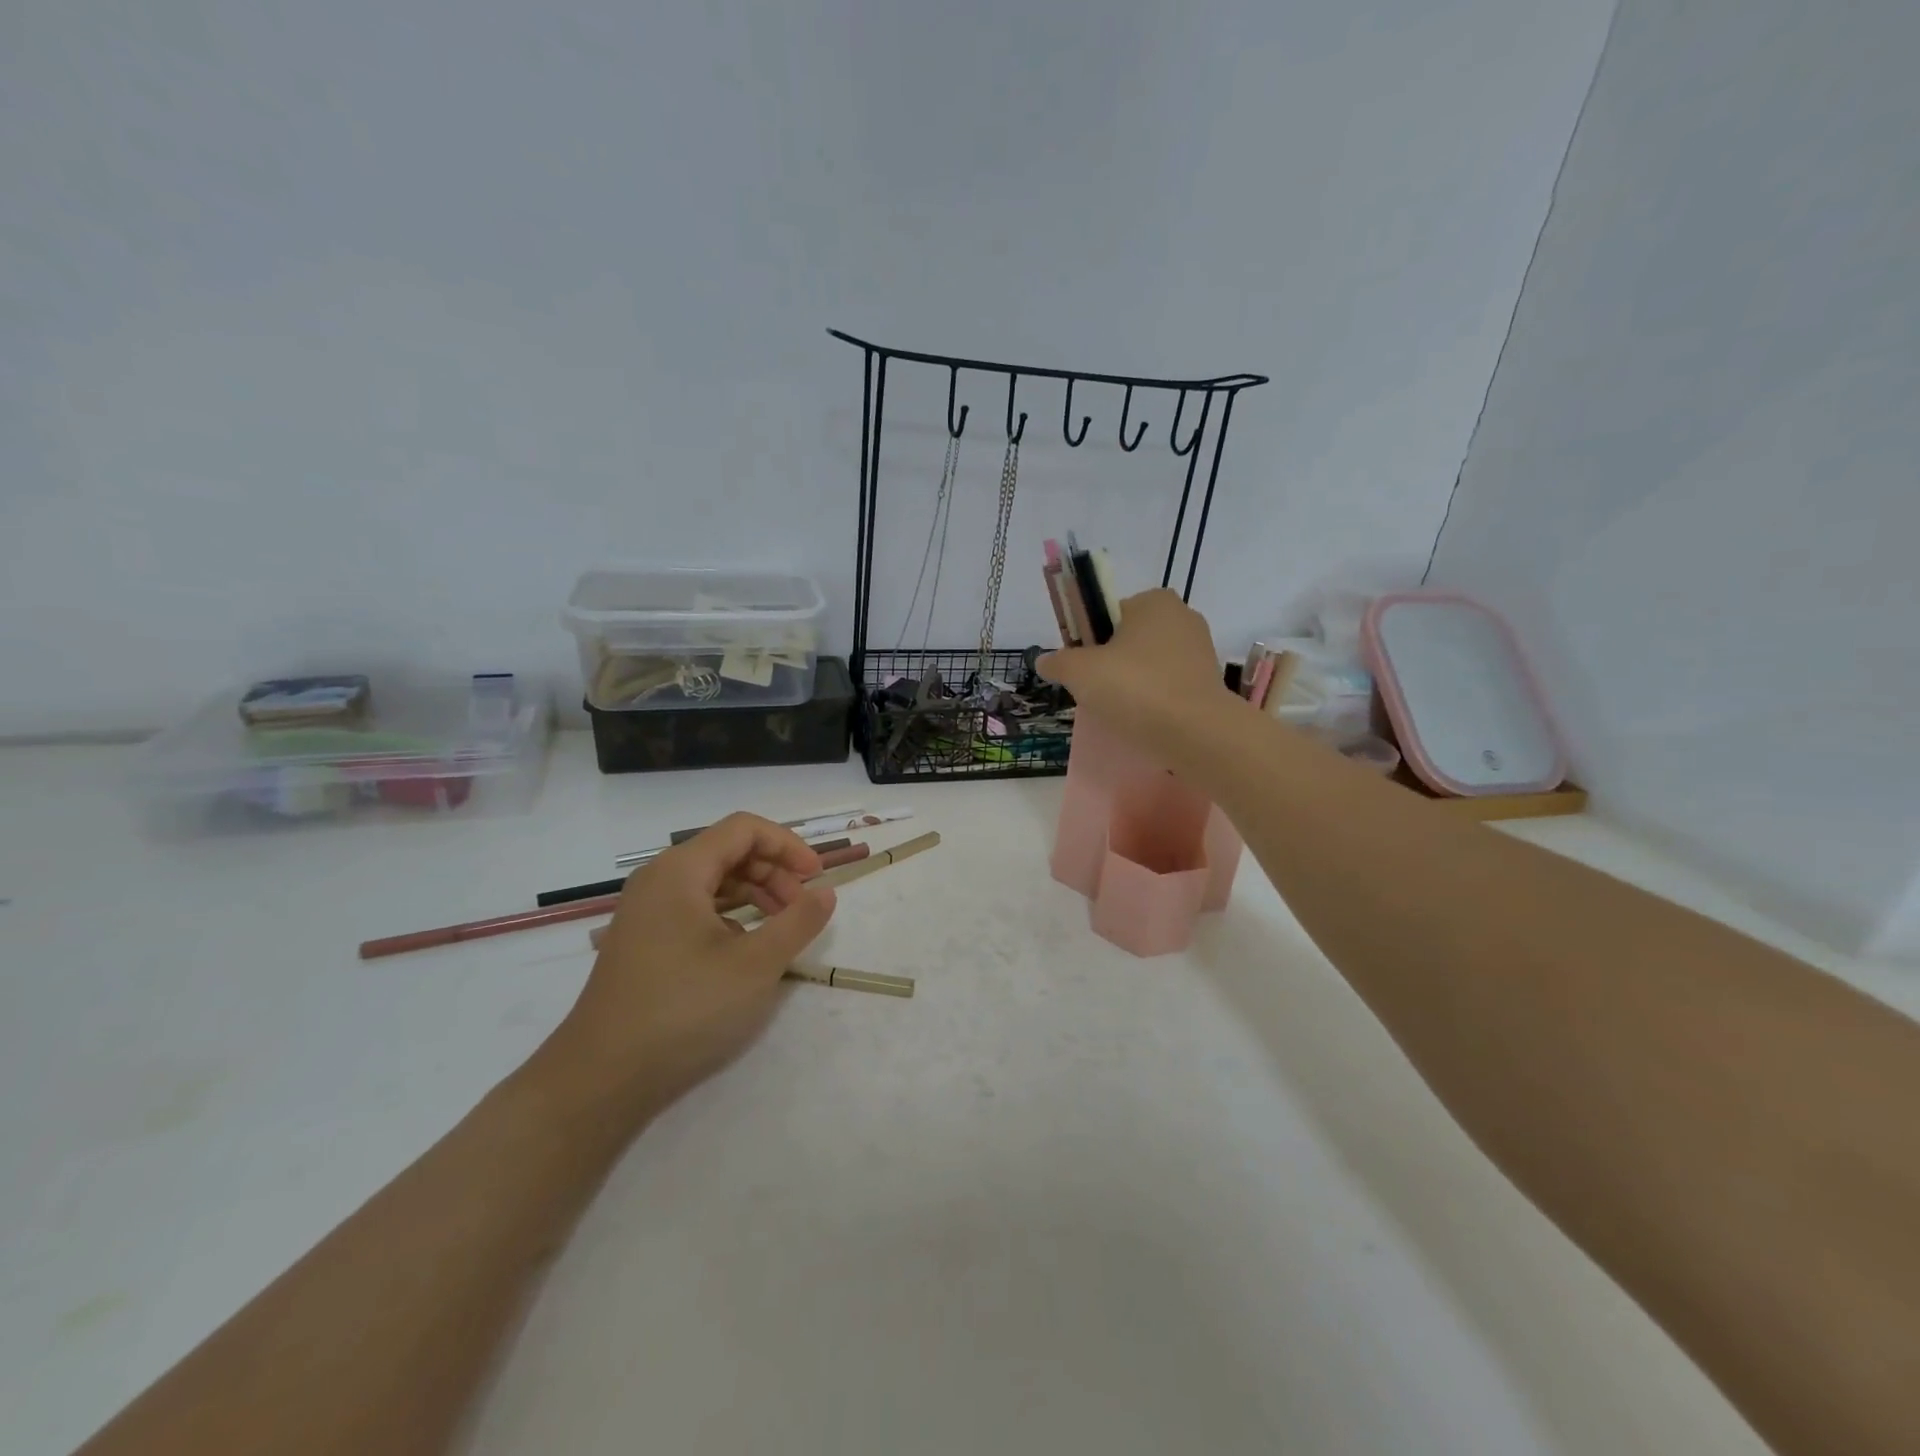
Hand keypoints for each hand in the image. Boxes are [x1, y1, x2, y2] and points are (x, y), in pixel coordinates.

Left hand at [537, 813, 835, 1122]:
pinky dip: (729, 915)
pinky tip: (745, 948)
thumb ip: (798, 921)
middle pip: (728, 851)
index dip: (788, 846)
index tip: (817, 879)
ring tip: (781, 927)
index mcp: (680, 870)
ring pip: (712, 880)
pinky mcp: (644, 940)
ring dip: (754, 893)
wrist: (602, 1077)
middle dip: (773, 871)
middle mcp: (659, 879)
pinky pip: (695, 907)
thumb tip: (825, 892)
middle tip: (802, 908)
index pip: (744, 829)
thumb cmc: (684, 1010)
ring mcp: (646, 910)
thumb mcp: (755, 965)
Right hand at [1038, 589, 1237, 762]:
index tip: (1082, 669)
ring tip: (1118, 711)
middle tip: (1096, 693)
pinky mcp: (1209, 682)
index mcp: (1153, 601)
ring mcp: (1200, 650)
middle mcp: (1182, 616)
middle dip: (1110, 663)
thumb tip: (1043, 660)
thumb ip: (1059, 662)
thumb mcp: (1081, 673)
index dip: (1089, 640)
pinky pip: (1168, 686)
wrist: (1197, 734)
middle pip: (1128, 639)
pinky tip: (1142, 720)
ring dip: (1131, 684)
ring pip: (1148, 664)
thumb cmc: (1136, 689)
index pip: (1108, 613)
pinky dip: (1153, 699)